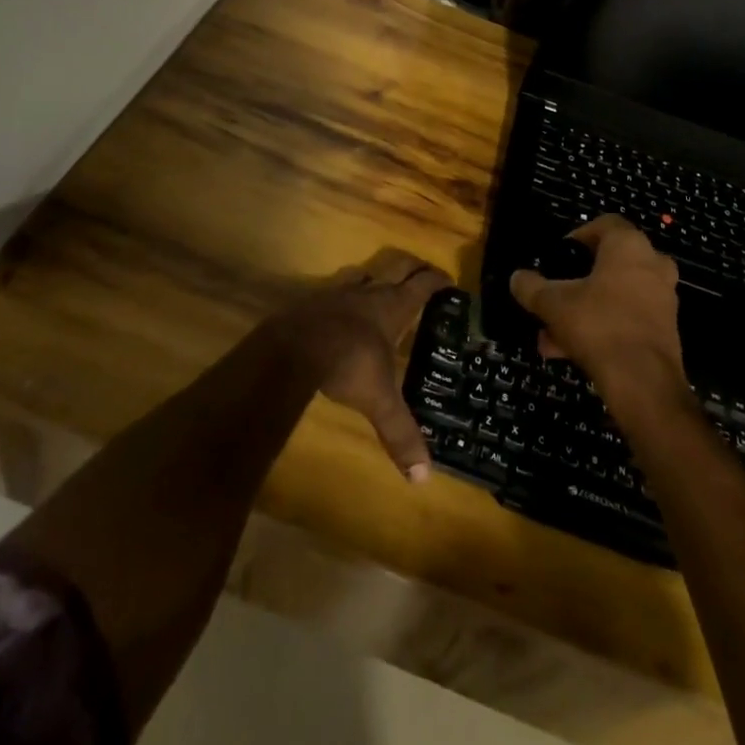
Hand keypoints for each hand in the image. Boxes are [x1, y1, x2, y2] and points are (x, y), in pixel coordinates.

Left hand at [273, 248, 450, 481]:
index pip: (422, 285)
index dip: (437, 281)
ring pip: (365, 273)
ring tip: (382, 284)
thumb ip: (400, 432)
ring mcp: (339, 292)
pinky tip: (341, 306)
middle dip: (412, 266)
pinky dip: (345, 293)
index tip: (449, 281)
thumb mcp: (379, 400)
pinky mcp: (314, 299)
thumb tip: (422, 478)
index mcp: (393, 308)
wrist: (294, 347)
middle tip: (422, 270)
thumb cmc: (348, 364)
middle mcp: (369, 293)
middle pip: (397, 266)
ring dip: (377, 276)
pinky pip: (336, 288)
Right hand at [509, 215, 686, 414]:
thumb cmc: (598, 325)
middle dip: (577, 282)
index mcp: (628, 246)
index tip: (559, 257)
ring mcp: (662, 298)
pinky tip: (569, 352)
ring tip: (550, 336)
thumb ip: (531, 287)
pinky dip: (601, 328)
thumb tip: (517, 278)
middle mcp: (652, 264)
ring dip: (584, 310)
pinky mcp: (665, 329)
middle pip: (608, 263)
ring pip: (615, 295)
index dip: (578, 236)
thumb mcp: (552, 303)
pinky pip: (626, 318)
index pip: (604, 224)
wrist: (644, 383)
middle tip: (553, 296)